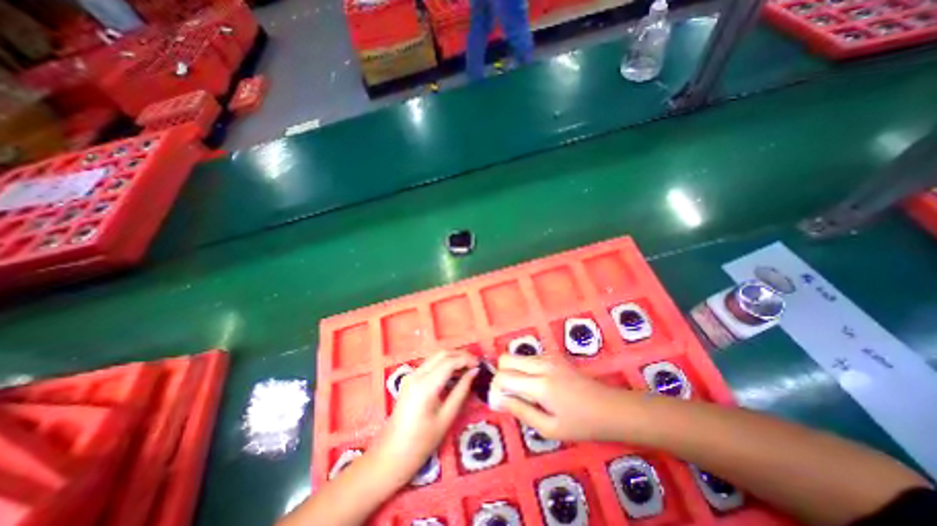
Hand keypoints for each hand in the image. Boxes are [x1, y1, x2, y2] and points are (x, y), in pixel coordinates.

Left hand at [375, 350, 477, 484]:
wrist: (391, 455)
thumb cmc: (421, 442)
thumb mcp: (447, 417)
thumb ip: (461, 391)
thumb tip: (474, 372)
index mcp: (425, 385)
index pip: (450, 361)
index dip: (467, 359)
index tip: (480, 365)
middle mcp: (417, 374)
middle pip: (442, 354)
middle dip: (460, 355)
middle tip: (475, 365)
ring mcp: (411, 375)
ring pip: (436, 357)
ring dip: (452, 358)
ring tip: (467, 368)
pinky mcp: (409, 379)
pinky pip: (430, 364)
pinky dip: (444, 364)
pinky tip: (453, 374)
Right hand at [490, 354, 636, 444]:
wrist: (610, 407)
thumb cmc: (581, 424)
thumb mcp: (549, 428)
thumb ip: (521, 411)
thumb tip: (498, 399)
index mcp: (539, 384)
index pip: (503, 375)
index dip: (496, 388)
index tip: (502, 401)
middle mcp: (541, 363)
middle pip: (506, 358)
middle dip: (502, 374)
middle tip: (512, 394)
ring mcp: (548, 356)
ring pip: (516, 356)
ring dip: (513, 371)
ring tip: (526, 391)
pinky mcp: (553, 355)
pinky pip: (529, 357)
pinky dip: (525, 368)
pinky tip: (537, 384)